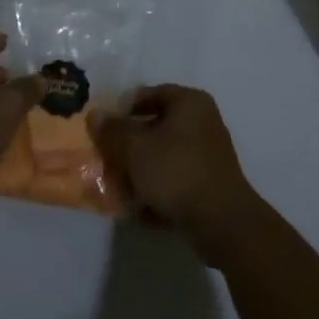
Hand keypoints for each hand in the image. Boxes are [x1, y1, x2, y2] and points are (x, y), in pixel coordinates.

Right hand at [91, 85, 261, 258]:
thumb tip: (95, 115)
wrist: (223, 223)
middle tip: (108, 159)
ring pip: (164, 157)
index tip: (104, 129)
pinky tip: (138, 210)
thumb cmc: (177, 171)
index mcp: (189, 102)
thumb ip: (112, 131)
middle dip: (130, 145)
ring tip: (119, 188)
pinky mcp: (210, 186)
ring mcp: (209, 156)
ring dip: (141, 171)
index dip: (123, 109)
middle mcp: (203, 122)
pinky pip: (176, 181)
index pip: (149, 94)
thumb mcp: (135, 148)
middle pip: (156, 127)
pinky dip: (158, 192)